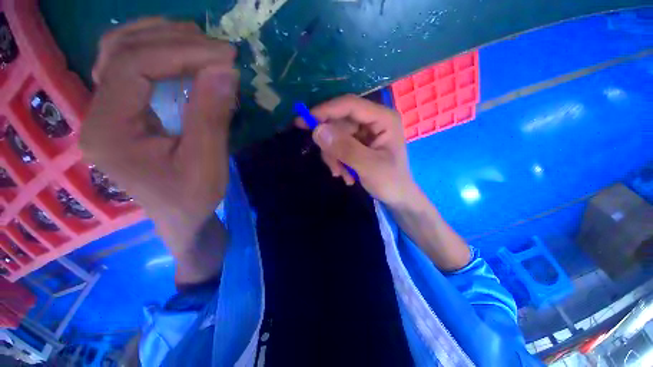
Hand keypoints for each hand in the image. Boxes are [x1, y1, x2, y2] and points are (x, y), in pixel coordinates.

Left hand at [80, 18, 237, 246]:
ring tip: (200, 42)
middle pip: (120, 50)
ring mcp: (105, 111)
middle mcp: (96, 115)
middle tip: (217, 47)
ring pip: (119, 52)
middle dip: (173, 40)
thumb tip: (225, 70)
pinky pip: (127, 67)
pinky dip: (155, 51)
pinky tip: (180, 55)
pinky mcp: (122, 113)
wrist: (181, 218)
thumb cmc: (194, 198)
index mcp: (108, 132)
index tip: (226, 56)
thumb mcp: (207, 162)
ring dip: (161, 38)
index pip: (133, 66)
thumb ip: (212, 116)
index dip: (182, 52)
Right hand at [296, 95, 417, 205]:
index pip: (349, 105)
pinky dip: (337, 161)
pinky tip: (346, 175)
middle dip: (332, 147)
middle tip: (334, 168)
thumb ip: (345, 148)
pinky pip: (338, 146)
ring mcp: (364, 132)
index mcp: (383, 118)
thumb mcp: (369, 167)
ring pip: (335, 136)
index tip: (302, 122)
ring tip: (343, 175)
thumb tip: (317, 131)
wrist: (397, 197)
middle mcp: (373, 120)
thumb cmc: (390, 182)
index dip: (325, 111)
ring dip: (335, 158)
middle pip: (339, 123)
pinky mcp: (358, 143)